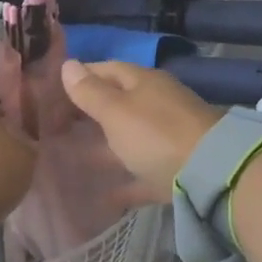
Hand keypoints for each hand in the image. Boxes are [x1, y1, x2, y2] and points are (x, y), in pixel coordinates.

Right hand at [59, 59, 222, 197]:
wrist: (211, 173)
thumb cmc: (156, 133)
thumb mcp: (116, 111)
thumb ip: (91, 92)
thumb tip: (68, 64)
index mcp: (143, 82)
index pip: (106, 69)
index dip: (80, 77)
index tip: (51, 91)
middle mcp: (156, 104)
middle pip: (118, 103)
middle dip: (89, 112)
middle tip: (55, 126)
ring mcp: (168, 137)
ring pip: (129, 138)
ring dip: (104, 147)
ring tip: (70, 158)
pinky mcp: (174, 170)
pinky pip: (143, 173)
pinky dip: (124, 182)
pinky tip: (102, 197)